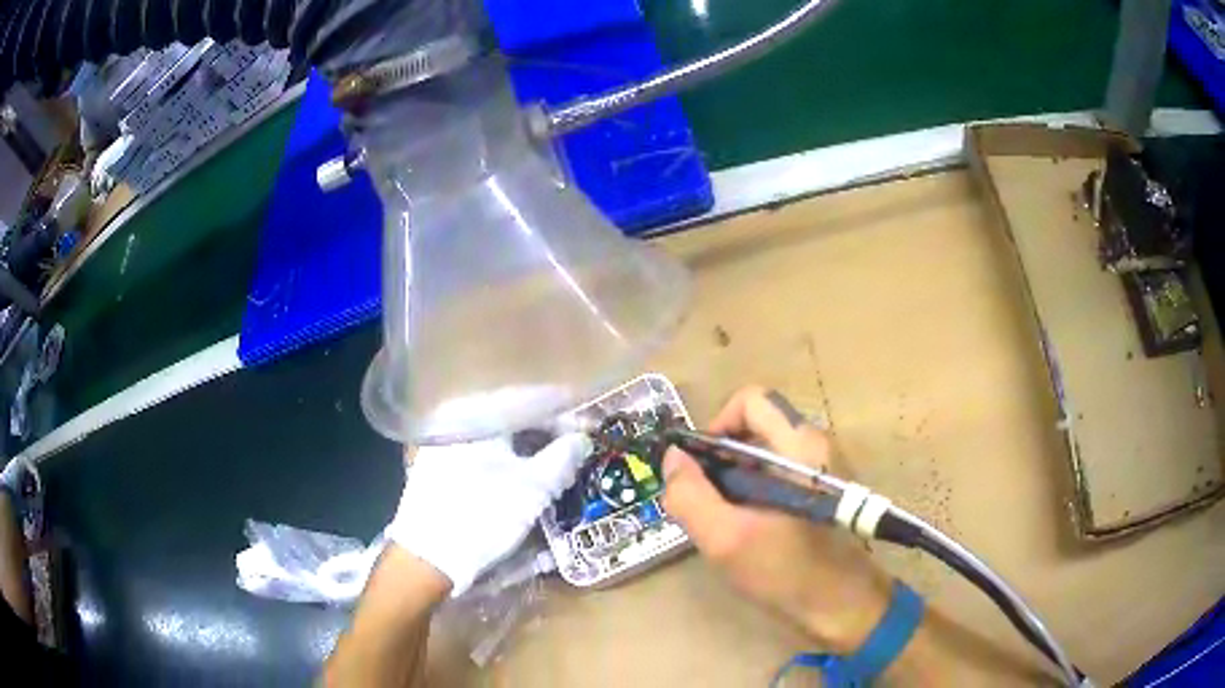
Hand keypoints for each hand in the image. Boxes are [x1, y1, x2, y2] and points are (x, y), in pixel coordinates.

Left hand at [385, 432, 591, 595]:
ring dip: (528, 450)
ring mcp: (445, 444)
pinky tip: (521, 478)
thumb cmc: (484, 516)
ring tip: (553, 469)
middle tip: (574, 452)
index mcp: (479, 416)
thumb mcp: (534, 488)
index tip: (589, 432)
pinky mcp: (438, 468)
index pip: (533, 402)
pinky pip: (481, 453)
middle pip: (514, 418)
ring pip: (497, 438)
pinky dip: (506, 461)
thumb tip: (583, 438)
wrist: (428, 556)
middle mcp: (459, 422)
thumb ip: (564, 457)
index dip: (567, 416)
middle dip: (548, 434)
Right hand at [662, 386, 890, 652]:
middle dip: (722, 460)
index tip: (700, 466)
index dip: (717, 424)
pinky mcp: (822, 492)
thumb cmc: (789, 572)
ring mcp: (823, 470)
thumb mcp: (727, 539)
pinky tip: (749, 531)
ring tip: (724, 521)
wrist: (844, 607)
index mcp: (801, 445)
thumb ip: (691, 496)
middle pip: (756, 428)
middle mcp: (816, 446)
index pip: (752, 400)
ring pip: (765, 455)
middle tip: (705, 501)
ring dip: (735, 480)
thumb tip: (673, 459)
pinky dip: (754, 493)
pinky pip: (779, 475)